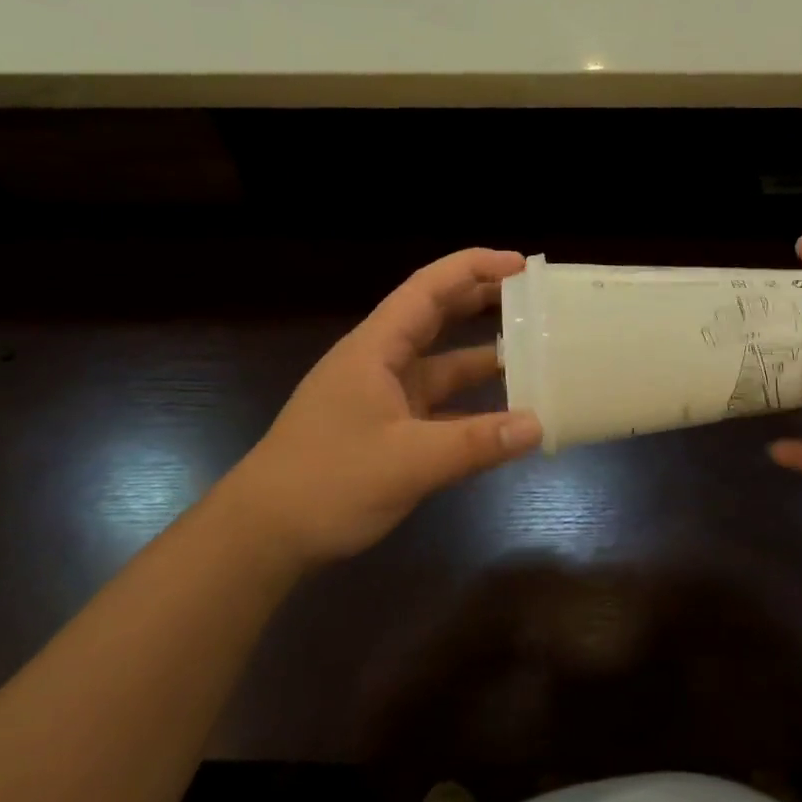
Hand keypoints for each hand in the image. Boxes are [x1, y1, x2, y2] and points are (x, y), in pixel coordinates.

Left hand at [223, 249, 542, 567]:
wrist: (262, 536)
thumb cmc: (327, 482)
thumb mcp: (408, 462)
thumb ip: (476, 443)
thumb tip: (538, 425)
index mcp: (376, 348)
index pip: (428, 289)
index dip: (474, 268)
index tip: (520, 265)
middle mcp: (380, 362)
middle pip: (435, 317)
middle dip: (482, 301)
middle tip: (534, 300)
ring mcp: (382, 397)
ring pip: (440, 365)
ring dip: (481, 358)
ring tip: (534, 354)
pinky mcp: (385, 430)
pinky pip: (438, 406)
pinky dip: (470, 407)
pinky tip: (504, 419)